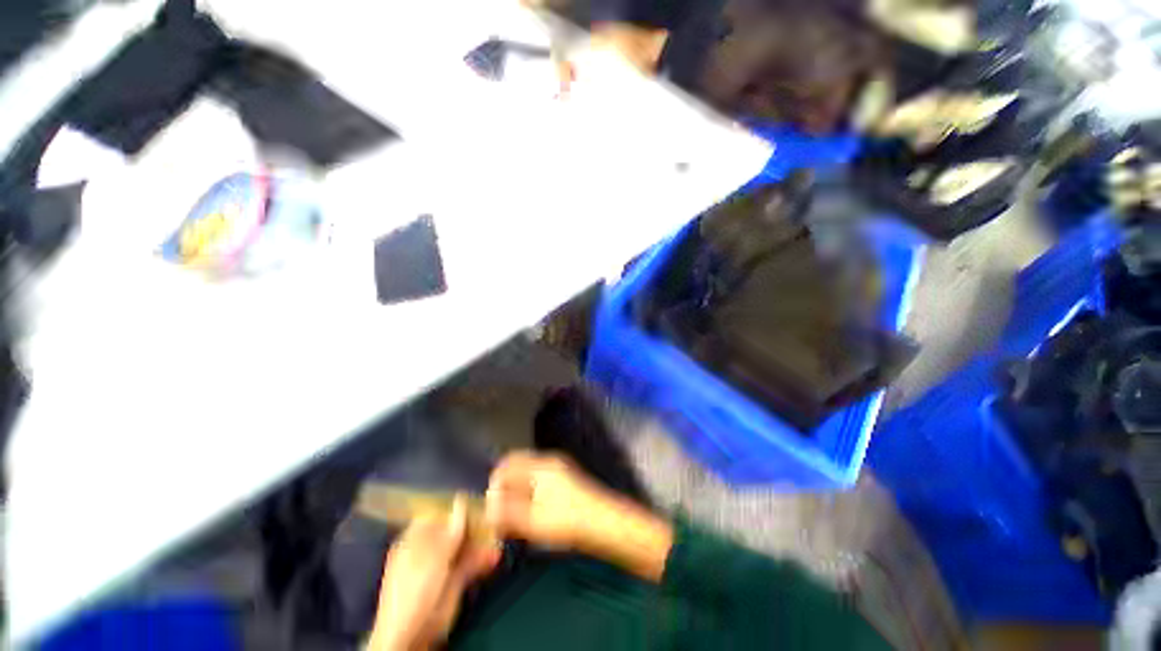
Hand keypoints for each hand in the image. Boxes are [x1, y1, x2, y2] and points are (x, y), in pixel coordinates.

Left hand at [367, 496, 499, 650]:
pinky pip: (471, 564)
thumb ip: (450, 530)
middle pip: (456, 530)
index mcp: (416, 539)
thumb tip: (461, 500)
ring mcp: (443, 565)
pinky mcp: (455, 582)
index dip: (457, 507)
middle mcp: (431, 549)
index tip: (478, 501)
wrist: (412, 635)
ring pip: (467, 546)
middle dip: (476, 525)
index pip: (439, 514)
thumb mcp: (432, 556)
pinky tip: (494, 557)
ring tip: (498, 540)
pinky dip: (483, 559)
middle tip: (494, 521)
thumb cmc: (414, 590)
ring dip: (483, 543)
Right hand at [485, 451, 612, 549]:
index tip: (491, 506)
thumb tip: (489, 508)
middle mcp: (550, 461)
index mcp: (540, 465)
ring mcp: (561, 468)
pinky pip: (541, 481)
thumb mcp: (532, 521)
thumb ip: (506, 513)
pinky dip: (532, 494)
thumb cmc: (568, 521)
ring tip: (516, 518)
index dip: (495, 483)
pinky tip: (534, 515)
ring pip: (530, 475)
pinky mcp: (569, 480)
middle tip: (501, 514)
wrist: (605, 524)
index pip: (508, 462)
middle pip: (519, 467)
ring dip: (519, 493)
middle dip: (507, 489)